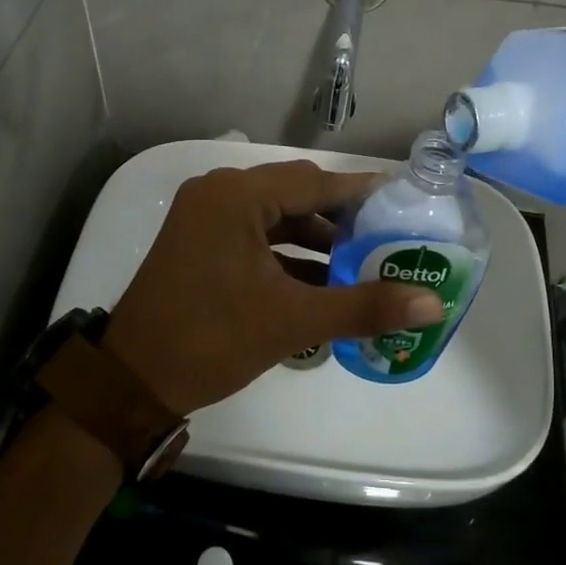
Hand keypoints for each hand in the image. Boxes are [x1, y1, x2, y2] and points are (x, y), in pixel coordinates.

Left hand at [99, 160, 446, 414]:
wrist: (132, 382)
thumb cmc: (211, 339)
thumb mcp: (292, 321)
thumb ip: (364, 306)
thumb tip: (433, 304)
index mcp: (236, 196)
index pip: (315, 182)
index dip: (362, 194)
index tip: (404, 205)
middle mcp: (219, 193)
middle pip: (296, 193)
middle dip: (341, 218)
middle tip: (387, 238)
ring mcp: (205, 217)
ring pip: (276, 216)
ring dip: (316, 238)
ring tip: (362, 262)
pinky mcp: (200, 242)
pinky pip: (256, 235)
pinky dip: (288, 254)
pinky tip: (322, 281)